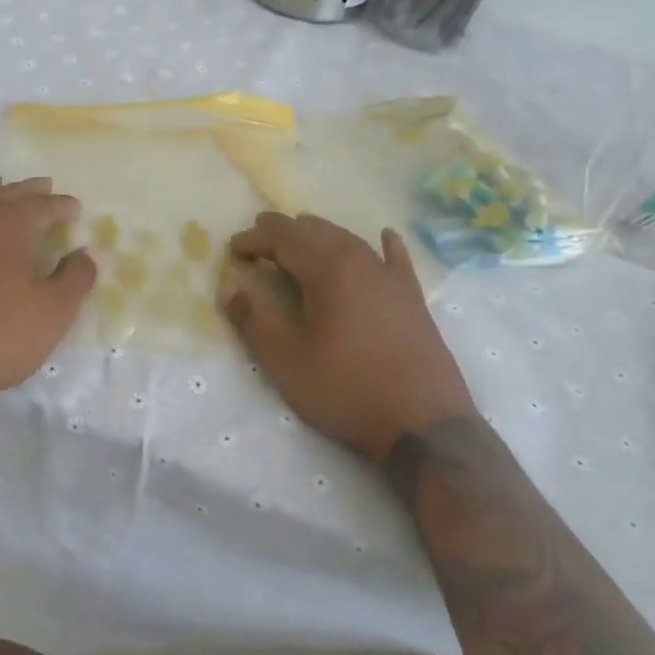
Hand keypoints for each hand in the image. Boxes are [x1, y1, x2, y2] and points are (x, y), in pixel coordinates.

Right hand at [222, 213, 473, 459]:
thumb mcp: (287, 362)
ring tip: (300, 236)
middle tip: (259, 237)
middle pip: (317, 231)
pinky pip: (396, 259)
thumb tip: (231, 287)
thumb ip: (254, 320)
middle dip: (284, 231)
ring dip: (320, 234)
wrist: (423, 423)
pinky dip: (383, 245)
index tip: (232, 248)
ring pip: (351, 240)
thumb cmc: (346, 390)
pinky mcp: (413, 299)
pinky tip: (385, 236)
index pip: (284, 239)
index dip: (255, 240)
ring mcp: (392, 278)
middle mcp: (362, 262)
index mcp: (329, 271)